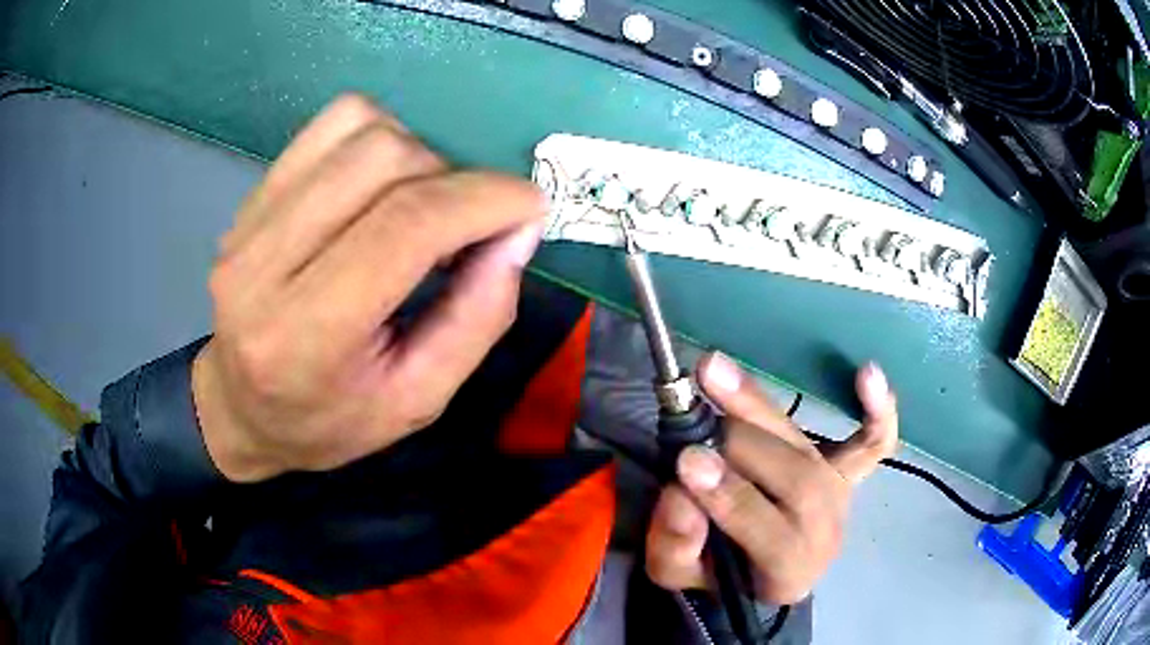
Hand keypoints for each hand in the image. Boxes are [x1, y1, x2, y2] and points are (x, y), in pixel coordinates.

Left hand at [192, 95, 545, 481]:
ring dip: (418, 154)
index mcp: (305, 336)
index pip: (402, 228)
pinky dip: (379, 138)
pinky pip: (330, 125)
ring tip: (422, 208)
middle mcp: (263, 264)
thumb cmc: (330, 420)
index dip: (483, 200)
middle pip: (382, 160)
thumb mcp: (420, 400)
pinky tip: (383, 186)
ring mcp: (249, 221)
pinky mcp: (251, 197)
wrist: (241, 408)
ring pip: (358, 127)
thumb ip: (478, 317)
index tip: (530, 207)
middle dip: (454, 180)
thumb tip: (519, 231)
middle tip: (469, 227)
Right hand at [645, 353, 898, 603]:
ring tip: (714, 372)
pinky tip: (868, 372)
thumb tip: (680, 495)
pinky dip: (879, 410)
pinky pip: (873, 443)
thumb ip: (675, 545)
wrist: (757, 571)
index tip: (688, 461)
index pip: (773, 536)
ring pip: (808, 450)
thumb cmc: (717, 574)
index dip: (734, 498)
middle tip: (692, 420)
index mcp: (786, 573)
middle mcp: (824, 532)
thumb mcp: (678, 575)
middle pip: (797, 480)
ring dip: (760, 408)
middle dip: (741, 447)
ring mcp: (840, 496)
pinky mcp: (847, 471)